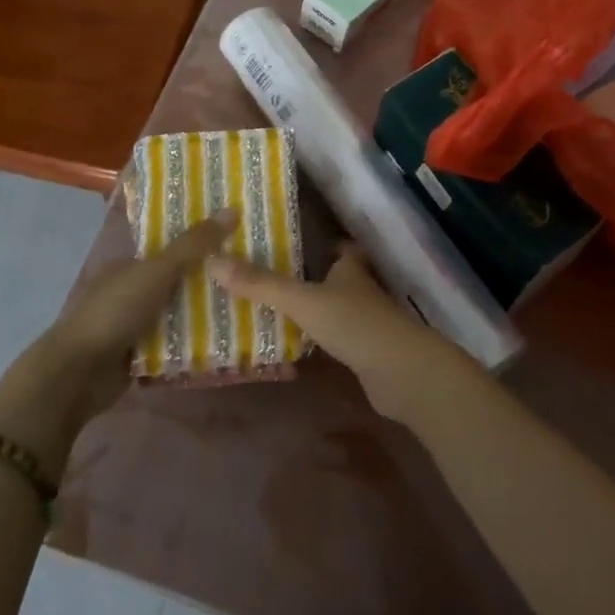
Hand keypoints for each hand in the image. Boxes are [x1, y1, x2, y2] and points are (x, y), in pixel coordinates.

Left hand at [0, 209, 235, 470]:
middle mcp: (131, 291)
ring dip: (203, 314)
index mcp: (130, 264)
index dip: (201, 242)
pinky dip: (191, 343)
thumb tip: (232, 208)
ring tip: (248, 306)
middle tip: (251, 274)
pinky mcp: (137, 356)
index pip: (171, 247)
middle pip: (176, 280)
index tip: (237, 240)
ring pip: (176, 313)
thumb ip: (193, 245)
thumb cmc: (114, 312)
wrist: (76, 375)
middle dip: (207, 279)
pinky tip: (225, 341)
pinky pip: (172, 343)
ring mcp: (133, 325)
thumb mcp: (157, 271)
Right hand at [207, 246, 477, 424]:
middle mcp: (360, 288)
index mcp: (349, 267)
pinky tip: (297, 344)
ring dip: (313, 307)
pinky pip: (336, 337)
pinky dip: (319, 337)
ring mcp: (365, 321)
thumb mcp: (302, 300)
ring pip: (335, 306)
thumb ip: (261, 284)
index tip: (289, 240)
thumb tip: (213, 261)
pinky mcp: (366, 352)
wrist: (401, 373)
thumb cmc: (354, 324)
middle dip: (309, 275)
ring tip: (274, 309)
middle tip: (270, 276)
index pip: (337, 246)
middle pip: (335, 276)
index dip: (319, 242)